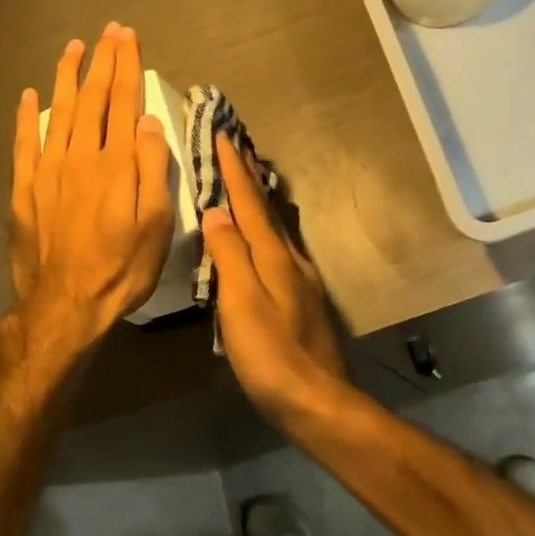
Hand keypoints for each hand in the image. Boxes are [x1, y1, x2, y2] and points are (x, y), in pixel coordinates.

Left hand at [9, 24, 174, 347]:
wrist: (65, 305)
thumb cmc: (121, 268)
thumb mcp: (155, 224)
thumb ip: (153, 170)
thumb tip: (149, 122)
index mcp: (115, 164)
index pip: (123, 103)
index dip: (127, 67)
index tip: (128, 38)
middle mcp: (80, 157)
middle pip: (92, 99)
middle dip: (102, 62)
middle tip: (108, 31)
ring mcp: (47, 171)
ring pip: (58, 112)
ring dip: (67, 77)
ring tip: (73, 48)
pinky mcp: (25, 190)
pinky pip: (24, 144)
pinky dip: (27, 117)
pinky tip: (29, 96)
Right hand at [199, 133, 347, 415]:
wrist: (318, 401)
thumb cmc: (272, 356)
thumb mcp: (242, 306)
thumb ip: (230, 257)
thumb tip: (217, 212)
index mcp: (274, 257)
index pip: (249, 203)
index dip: (234, 169)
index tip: (222, 134)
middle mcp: (291, 260)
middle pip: (267, 209)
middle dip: (249, 176)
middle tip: (237, 146)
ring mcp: (300, 279)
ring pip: (276, 227)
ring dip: (259, 200)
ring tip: (247, 180)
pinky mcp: (302, 299)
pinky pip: (279, 248)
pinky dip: (266, 229)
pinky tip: (261, 237)